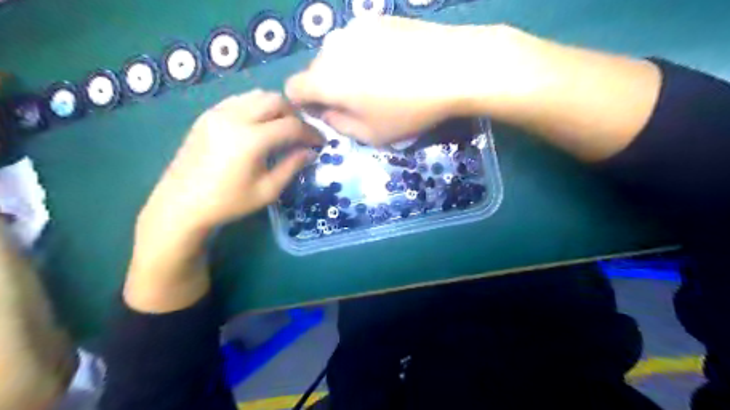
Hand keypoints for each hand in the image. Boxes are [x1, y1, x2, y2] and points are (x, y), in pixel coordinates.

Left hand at [126, 90, 321, 311]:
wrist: (181, 204)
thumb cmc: (228, 203)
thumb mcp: (267, 190)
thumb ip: (292, 166)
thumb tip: (310, 152)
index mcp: (251, 139)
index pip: (291, 125)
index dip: (310, 132)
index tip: (320, 142)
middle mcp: (234, 117)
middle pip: (276, 101)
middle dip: (294, 114)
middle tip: (301, 134)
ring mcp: (217, 112)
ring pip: (257, 95)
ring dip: (276, 108)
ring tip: (282, 128)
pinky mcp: (207, 115)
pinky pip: (239, 100)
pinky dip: (256, 107)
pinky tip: (259, 126)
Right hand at [285, 16, 489, 145]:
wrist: (453, 67)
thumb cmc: (408, 110)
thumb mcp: (371, 135)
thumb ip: (339, 127)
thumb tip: (326, 114)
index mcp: (324, 79)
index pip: (292, 89)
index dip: (304, 105)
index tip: (326, 114)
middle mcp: (331, 47)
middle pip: (316, 71)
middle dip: (328, 89)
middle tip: (358, 103)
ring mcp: (354, 27)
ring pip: (337, 54)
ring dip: (346, 71)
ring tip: (378, 83)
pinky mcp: (377, 17)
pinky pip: (358, 41)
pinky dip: (364, 55)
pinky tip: (393, 64)